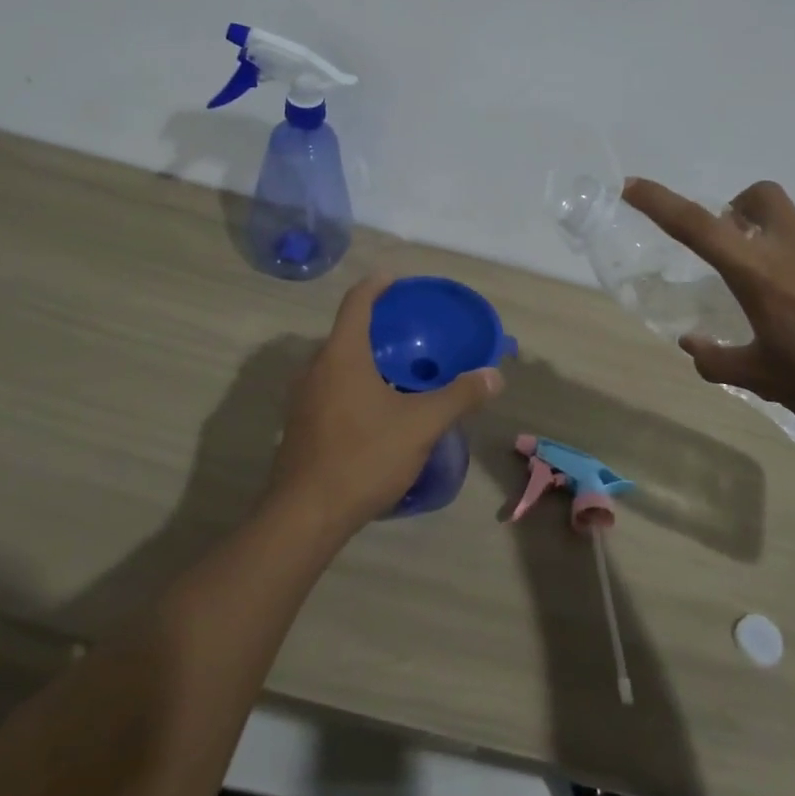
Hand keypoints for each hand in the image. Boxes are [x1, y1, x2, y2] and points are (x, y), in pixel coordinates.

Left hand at [268, 276, 504, 532]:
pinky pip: (330, 389)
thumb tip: (494, 376)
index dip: (377, 285)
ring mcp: (302, 399)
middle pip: (346, 333)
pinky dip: (354, 385)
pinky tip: (377, 410)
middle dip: (376, 326)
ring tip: (399, 370)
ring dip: (365, 359)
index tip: (396, 279)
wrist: (306, 515)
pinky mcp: (300, 426)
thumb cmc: (364, 456)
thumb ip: (459, 396)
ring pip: (337, 364)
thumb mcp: (421, 425)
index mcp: (342, 355)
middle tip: (410, 332)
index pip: (357, 302)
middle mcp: (316, 368)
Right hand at [623, 179, 794, 449]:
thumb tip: (692, 345)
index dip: (660, 202)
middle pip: (760, 196)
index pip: (698, 225)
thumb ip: (719, 360)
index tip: (633, 186)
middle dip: (737, 208)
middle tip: (733, 248)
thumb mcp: (765, 381)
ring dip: (773, 240)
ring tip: (779, 296)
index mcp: (761, 273)